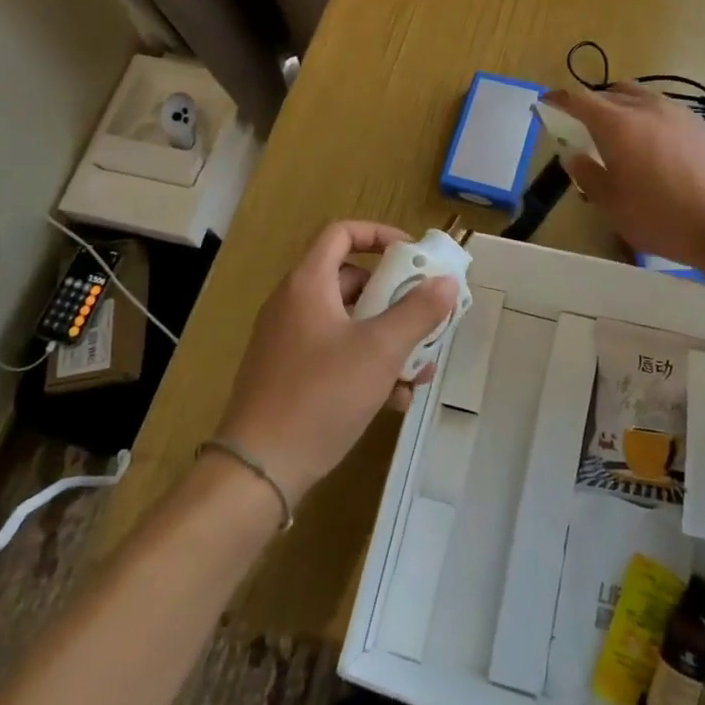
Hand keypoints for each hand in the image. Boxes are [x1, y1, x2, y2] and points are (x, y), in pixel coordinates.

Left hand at [215, 221, 456, 505]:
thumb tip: (447, 283)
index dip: (379, 235)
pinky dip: (365, 365)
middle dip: (394, 299)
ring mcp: (288, 342)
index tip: (413, 254)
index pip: (342, 233)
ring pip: (348, 323)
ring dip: (386, 339)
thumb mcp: (380, 350)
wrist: (257, 471)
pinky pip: (334, 354)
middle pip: (351, 281)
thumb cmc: (321, 396)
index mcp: (308, 284)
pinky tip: (394, 400)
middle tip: (425, 316)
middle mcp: (293, 304)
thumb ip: (417, 312)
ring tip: (419, 369)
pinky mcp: (288, 375)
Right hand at [542, 83, 704, 269]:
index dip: (560, 99)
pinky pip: (661, 107)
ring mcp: (675, 112)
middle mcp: (645, 108)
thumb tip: (574, 156)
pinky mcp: (697, 124)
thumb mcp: (612, 204)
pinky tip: (649, 140)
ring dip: (619, 105)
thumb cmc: (660, 218)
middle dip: (590, 104)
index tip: (547, 103)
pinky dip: (645, 114)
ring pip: (638, 96)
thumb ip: (587, 175)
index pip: (580, 99)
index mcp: (618, 124)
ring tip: (615, 129)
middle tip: (580, 125)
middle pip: (609, 93)